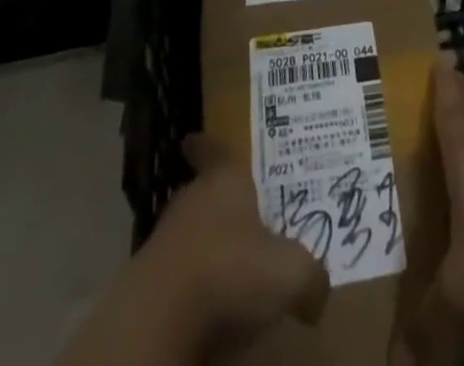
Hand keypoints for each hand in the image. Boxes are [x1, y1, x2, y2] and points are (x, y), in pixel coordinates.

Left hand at [59, 134, 327, 365]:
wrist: (156, 324)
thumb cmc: (229, 272)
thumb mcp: (290, 273)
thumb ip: (311, 276)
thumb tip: (318, 293)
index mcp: (224, 181)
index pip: (215, 151)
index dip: (207, 145)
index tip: (191, 138)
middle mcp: (191, 201)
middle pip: (203, 192)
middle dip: (219, 202)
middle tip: (242, 212)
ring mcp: (163, 242)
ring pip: (189, 234)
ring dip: (205, 246)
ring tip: (229, 264)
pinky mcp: (144, 285)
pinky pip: (176, 275)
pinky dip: (190, 284)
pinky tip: (207, 304)